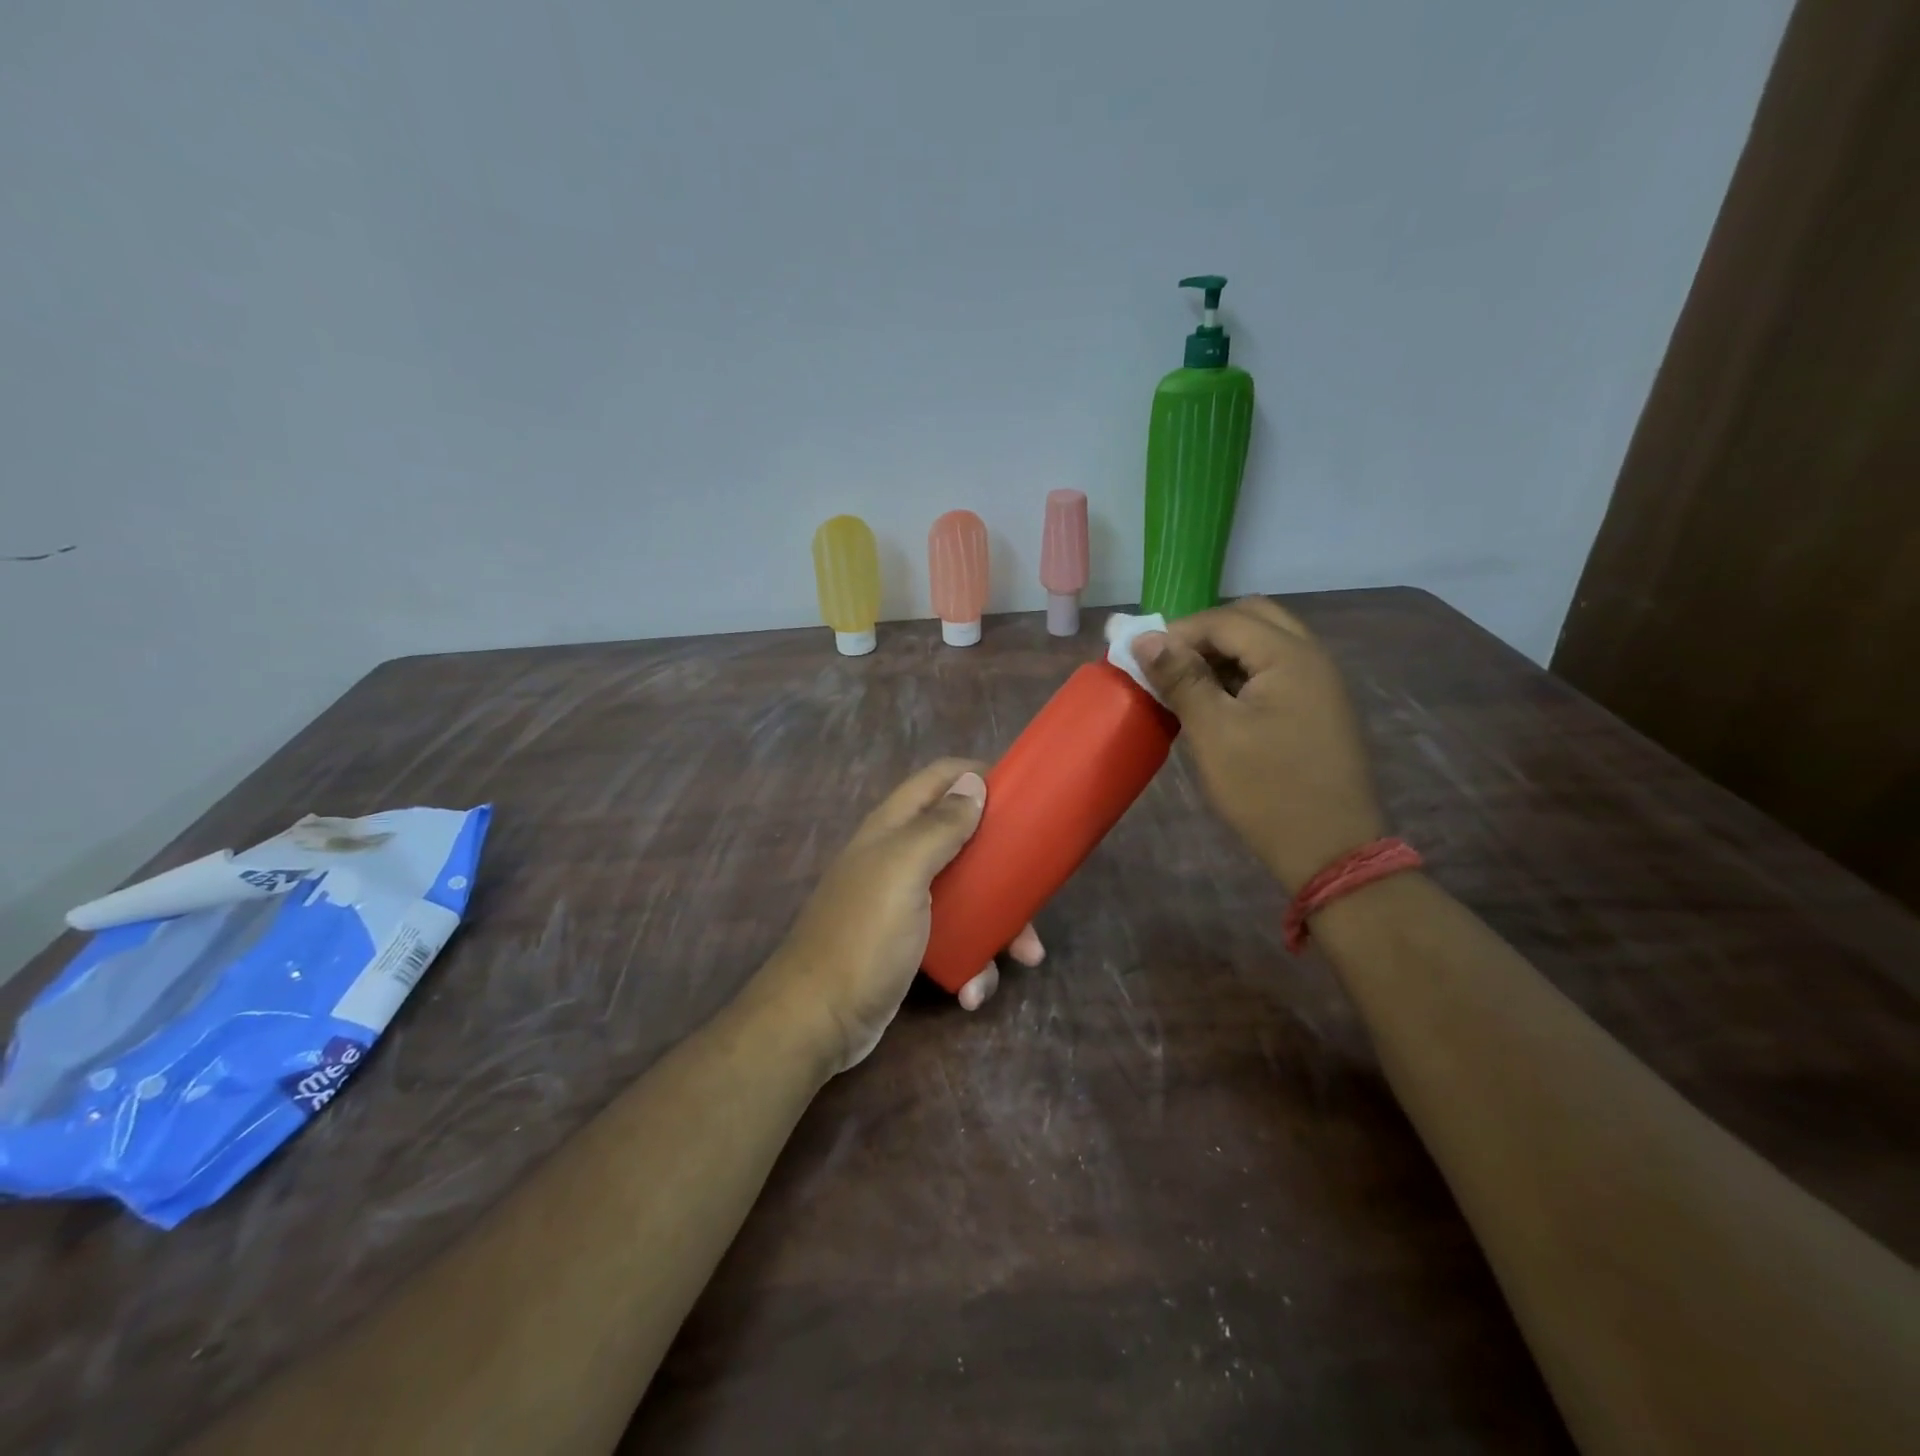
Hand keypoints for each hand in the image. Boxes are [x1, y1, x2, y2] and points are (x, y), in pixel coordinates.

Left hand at [761, 759, 1045, 1072]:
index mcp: (894, 828)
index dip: (979, 777)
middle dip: (1003, 863)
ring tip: (1024, 955)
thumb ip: (939, 826)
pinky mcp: (912, 945)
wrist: (818, 1019)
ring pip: (969, 894)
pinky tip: (972, 989)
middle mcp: (900, 858)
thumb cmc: (865, 935)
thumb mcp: (904, 871)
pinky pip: (956, 939)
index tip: (1025, 796)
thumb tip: (973, 782)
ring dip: (999, 923)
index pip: (940, 778)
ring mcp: (906, 903)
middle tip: (1036, 887)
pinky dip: (972, 960)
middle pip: (964, 839)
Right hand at [1132, 596, 1384, 890]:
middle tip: (1169, 665)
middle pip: (1252, 618)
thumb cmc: (1266, 789)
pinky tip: (1219, 704)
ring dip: (1224, 653)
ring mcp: (1321, 683)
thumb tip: (1145, 638)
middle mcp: (1312, 657)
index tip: (1143, 660)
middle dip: (1204, 634)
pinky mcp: (1320, 707)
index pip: (1225, 619)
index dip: (1178, 632)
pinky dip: (1244, 673)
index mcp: (1290, 656)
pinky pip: (1278, 670)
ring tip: (1188, 685)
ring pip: (1266, 643)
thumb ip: (1181, 679)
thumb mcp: (1214, 732)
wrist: (1331, 850)